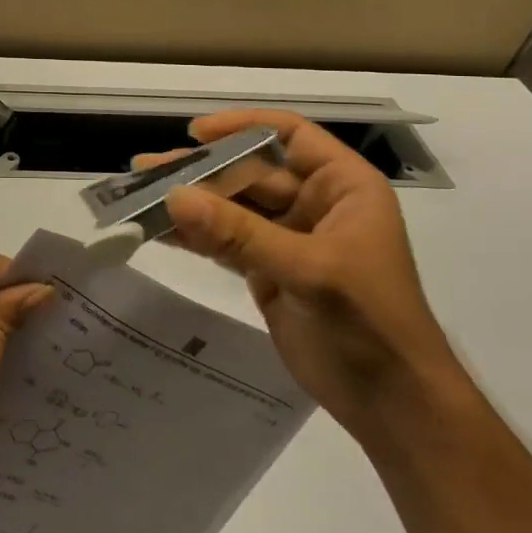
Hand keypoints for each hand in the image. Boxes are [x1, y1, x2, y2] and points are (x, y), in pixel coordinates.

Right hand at [152, 109, 466, 440]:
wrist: (393, 406)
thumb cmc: (371, 324)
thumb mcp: (308, 271)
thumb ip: (239, 234)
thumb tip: (174, 197)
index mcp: (343, 187)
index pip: (291, 135)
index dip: (243, 126)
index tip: (195, 133)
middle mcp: (315, 203)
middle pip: (250, 171)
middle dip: (200, 170)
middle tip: (145, 170)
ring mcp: (290, 238)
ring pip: (232, 207)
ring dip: (190, 202)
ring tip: (137, 195)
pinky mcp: (269, 271)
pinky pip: (225, 242)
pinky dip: (194, 237)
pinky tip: (158, 230)